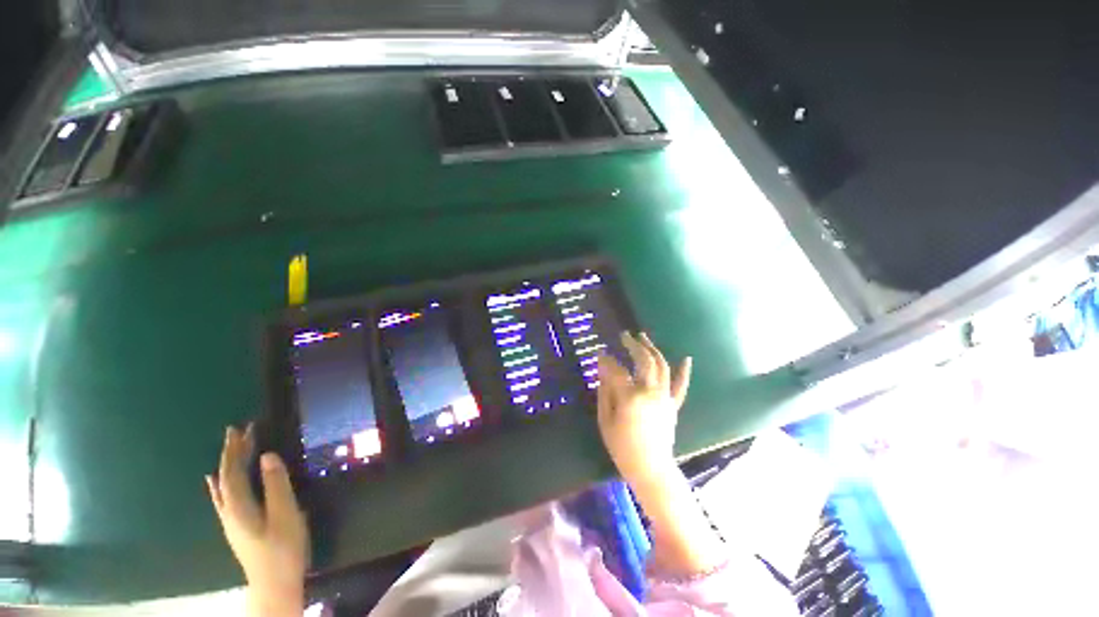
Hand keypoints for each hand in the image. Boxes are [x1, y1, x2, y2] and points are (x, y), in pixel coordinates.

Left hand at [207, 425, 307, 614]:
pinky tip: (216, 483)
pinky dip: (220, 484)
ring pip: (223, 486)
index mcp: (239, 505)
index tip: (240, 428)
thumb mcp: (284, 513)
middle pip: (226, 476)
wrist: (274, 583)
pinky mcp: (238, 526)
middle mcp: (229, 510)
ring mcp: (231, 520)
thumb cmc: (282, 547)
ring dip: (228, 465)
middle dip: (232, 453)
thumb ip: (276, 485)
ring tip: (232, 449)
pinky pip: (223, 498)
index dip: (236, 449)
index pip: (233, 471)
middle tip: (239, 431)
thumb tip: (268, 456)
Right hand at [596, 332, 691, 485]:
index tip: (601, 352)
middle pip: (644, 360)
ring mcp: (664, 397)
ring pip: (662, 366)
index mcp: (630, 396)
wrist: (650, 468)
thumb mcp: (605, 419)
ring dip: (652, 349)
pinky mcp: (673, 405)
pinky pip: (681, 386)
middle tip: (625, 335)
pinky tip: (686, 358)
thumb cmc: (622, 446)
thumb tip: (602, 368)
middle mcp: (650, 391)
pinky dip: (684, 371)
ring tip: (643, 337)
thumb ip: (604, 391)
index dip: (607, 360)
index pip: (617, 370)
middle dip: (633, 344)